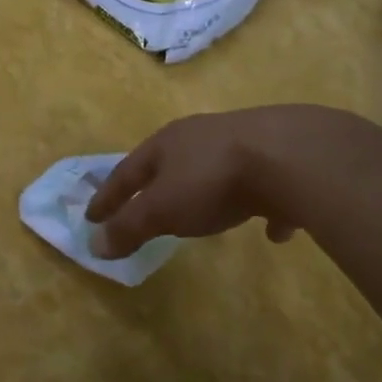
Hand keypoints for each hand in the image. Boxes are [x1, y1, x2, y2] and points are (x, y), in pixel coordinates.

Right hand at [85, 108, 330, 257]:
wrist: (290, 157)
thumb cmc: (212, 181)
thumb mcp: (162, 209)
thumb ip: (129, 227)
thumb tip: (94, 244)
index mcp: (166, 144)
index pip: (126, 172)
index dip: (107, 196)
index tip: (91, 217)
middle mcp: (200, 137)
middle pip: (170, 163)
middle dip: (155, 185)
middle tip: (144, 206)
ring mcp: (243, 144)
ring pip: (216, 169)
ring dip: (206, 191)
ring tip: (205, 214)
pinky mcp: (280, 160)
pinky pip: (264, 189)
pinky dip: (263, 208)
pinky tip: (273, 231)